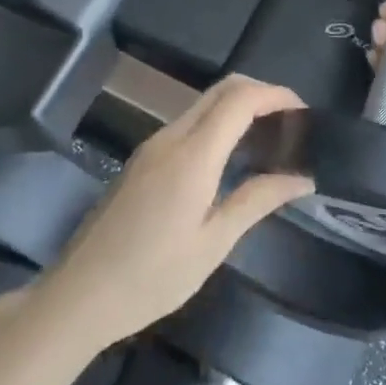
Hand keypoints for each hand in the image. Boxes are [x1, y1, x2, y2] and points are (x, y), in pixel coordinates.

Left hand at [31, 76, 312, 349]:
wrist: (79, 295)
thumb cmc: (152, 277)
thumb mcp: (213, 244)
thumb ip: (258, 200)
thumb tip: (302, 177)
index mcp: (192, 155)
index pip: (239, 99)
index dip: (276, 94)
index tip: (306, 112)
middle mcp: (170, 137)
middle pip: (221, 90)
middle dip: (260, 93)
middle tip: (293, 122)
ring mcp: (152, 146)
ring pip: (203, 104)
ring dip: (238, 108)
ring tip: (271, 139)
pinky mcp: (142, 159)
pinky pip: (188, 124)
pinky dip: (218, 124)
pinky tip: (234, 156)